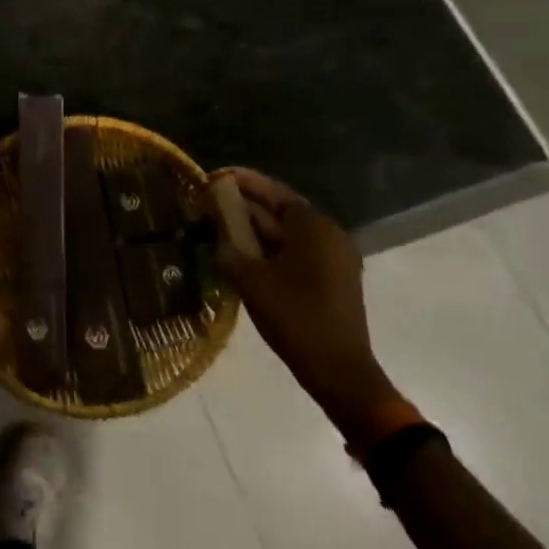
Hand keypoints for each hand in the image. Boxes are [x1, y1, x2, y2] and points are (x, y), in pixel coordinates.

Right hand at [210, 169, 401, 443]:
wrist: (339, 372)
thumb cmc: (294, 317)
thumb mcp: (250, 279)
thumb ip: (227, 246)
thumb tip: (213, 229)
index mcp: (314, 227)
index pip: (272, 191)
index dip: (241, 182)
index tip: (213, 176)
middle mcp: (329, 234)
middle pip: (280, 210)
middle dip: (245, 206)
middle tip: (209, 203)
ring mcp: (335, 258)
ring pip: (287, 233)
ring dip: (255, 229)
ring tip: (219, 228)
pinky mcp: (333, 279)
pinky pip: (296, 252)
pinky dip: (270, 248)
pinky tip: (243, 255)